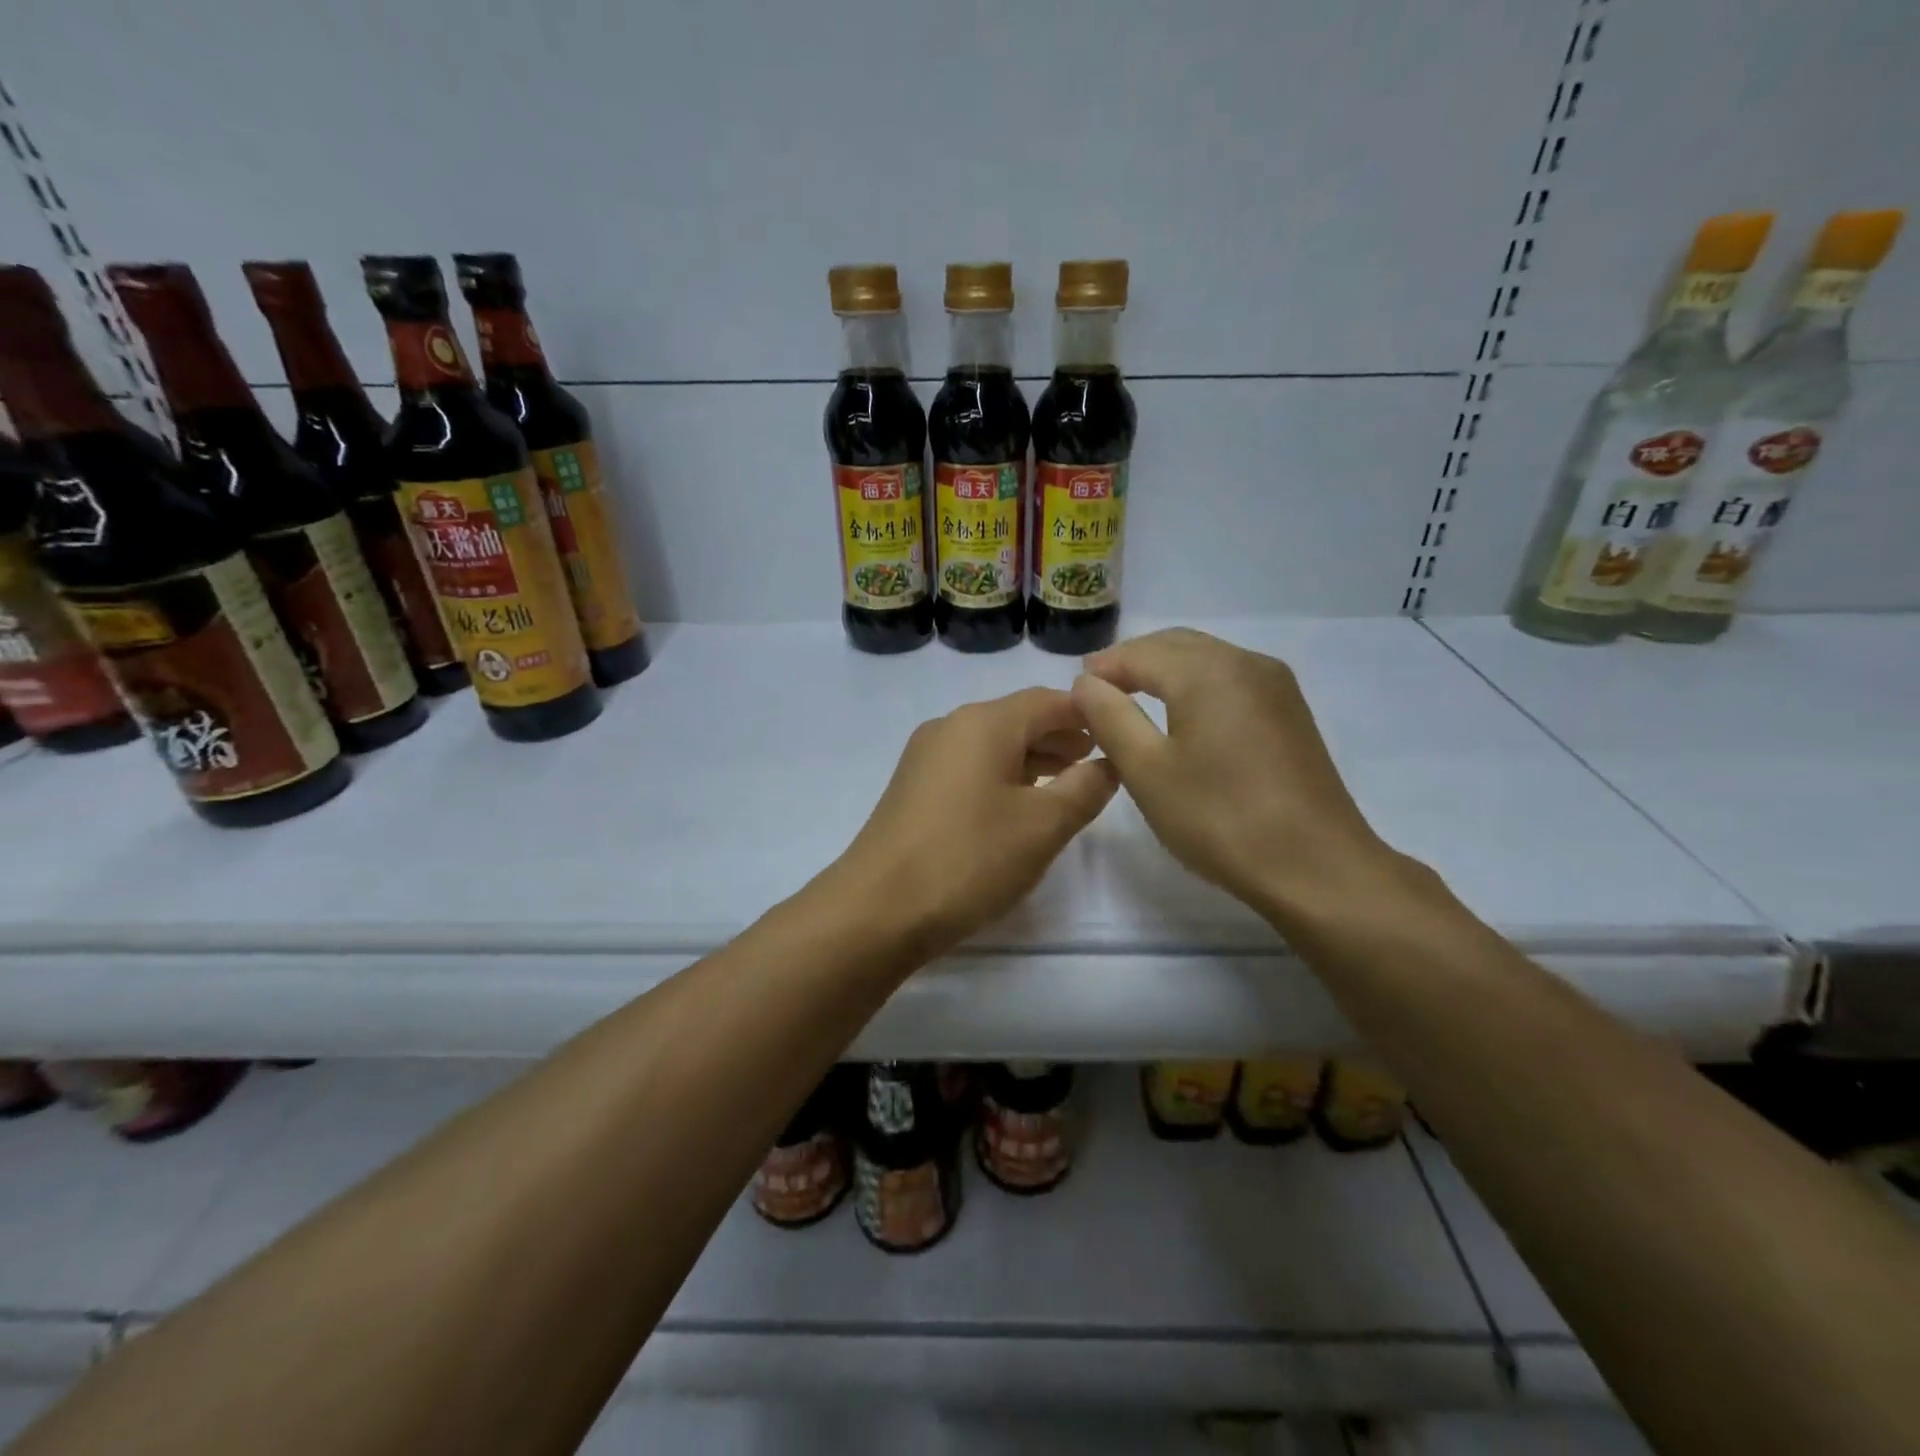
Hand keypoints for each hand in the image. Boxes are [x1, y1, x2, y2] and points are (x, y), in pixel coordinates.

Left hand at [836, 687, 1119, 954]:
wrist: (878, 908)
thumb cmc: (970, 858)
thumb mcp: (1043, 826)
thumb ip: (1085, 788)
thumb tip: (1108, 763)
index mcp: (984, 722)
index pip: (1049, 700)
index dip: (1088, 715)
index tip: (1118, 734)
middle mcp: (950, 727)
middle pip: (1018, 719)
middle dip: (1060, 738)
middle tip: (1098, 763)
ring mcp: (925, 758)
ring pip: (992, 745)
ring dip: (1032, 759)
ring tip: (1066, 785)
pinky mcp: (913, 789)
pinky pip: (969, 768)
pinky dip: (1002, 777)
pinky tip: (1018, 807)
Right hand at [1071, 628, 1400, 925]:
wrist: (1316, 867)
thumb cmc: (1220, 819)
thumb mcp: (1147, 771)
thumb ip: (1110, 718)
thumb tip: (1086, 682)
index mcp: (1207, 671)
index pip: (1139, 653)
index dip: (1102, 668)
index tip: (1073, 692)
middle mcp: (1245, 662)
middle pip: (1175, 645)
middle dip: (1132, 661)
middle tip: (1098, 692)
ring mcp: (1275, 685)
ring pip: (1206, 658)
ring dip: (1164, 670)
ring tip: (1132, 701)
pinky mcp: (1289, 711)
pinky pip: (1230, 678)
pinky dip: (1195, 684)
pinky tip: (1182, 716)